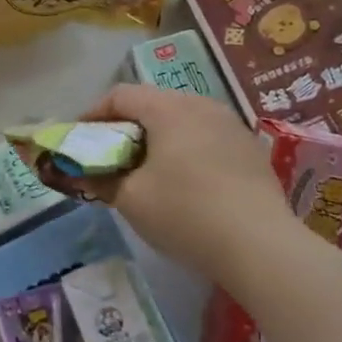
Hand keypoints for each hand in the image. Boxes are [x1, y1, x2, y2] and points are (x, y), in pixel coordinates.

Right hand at [80, 83, 294, 280]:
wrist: (262, 246)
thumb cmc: (185, 213)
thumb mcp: (131, 199)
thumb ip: (101, 180)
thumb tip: (82, 175)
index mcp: (168, 108)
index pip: (120, 95)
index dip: (93, 113)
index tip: (79, 138)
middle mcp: (201, 105)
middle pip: (152, 103)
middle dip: (125, 125)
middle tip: (109, 154)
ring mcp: (231, 125)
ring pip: (182, 119)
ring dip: (157, 137)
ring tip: (145, 168)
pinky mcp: (250, 149)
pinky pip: (205, 137)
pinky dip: (185, 149)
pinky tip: (183, 180)